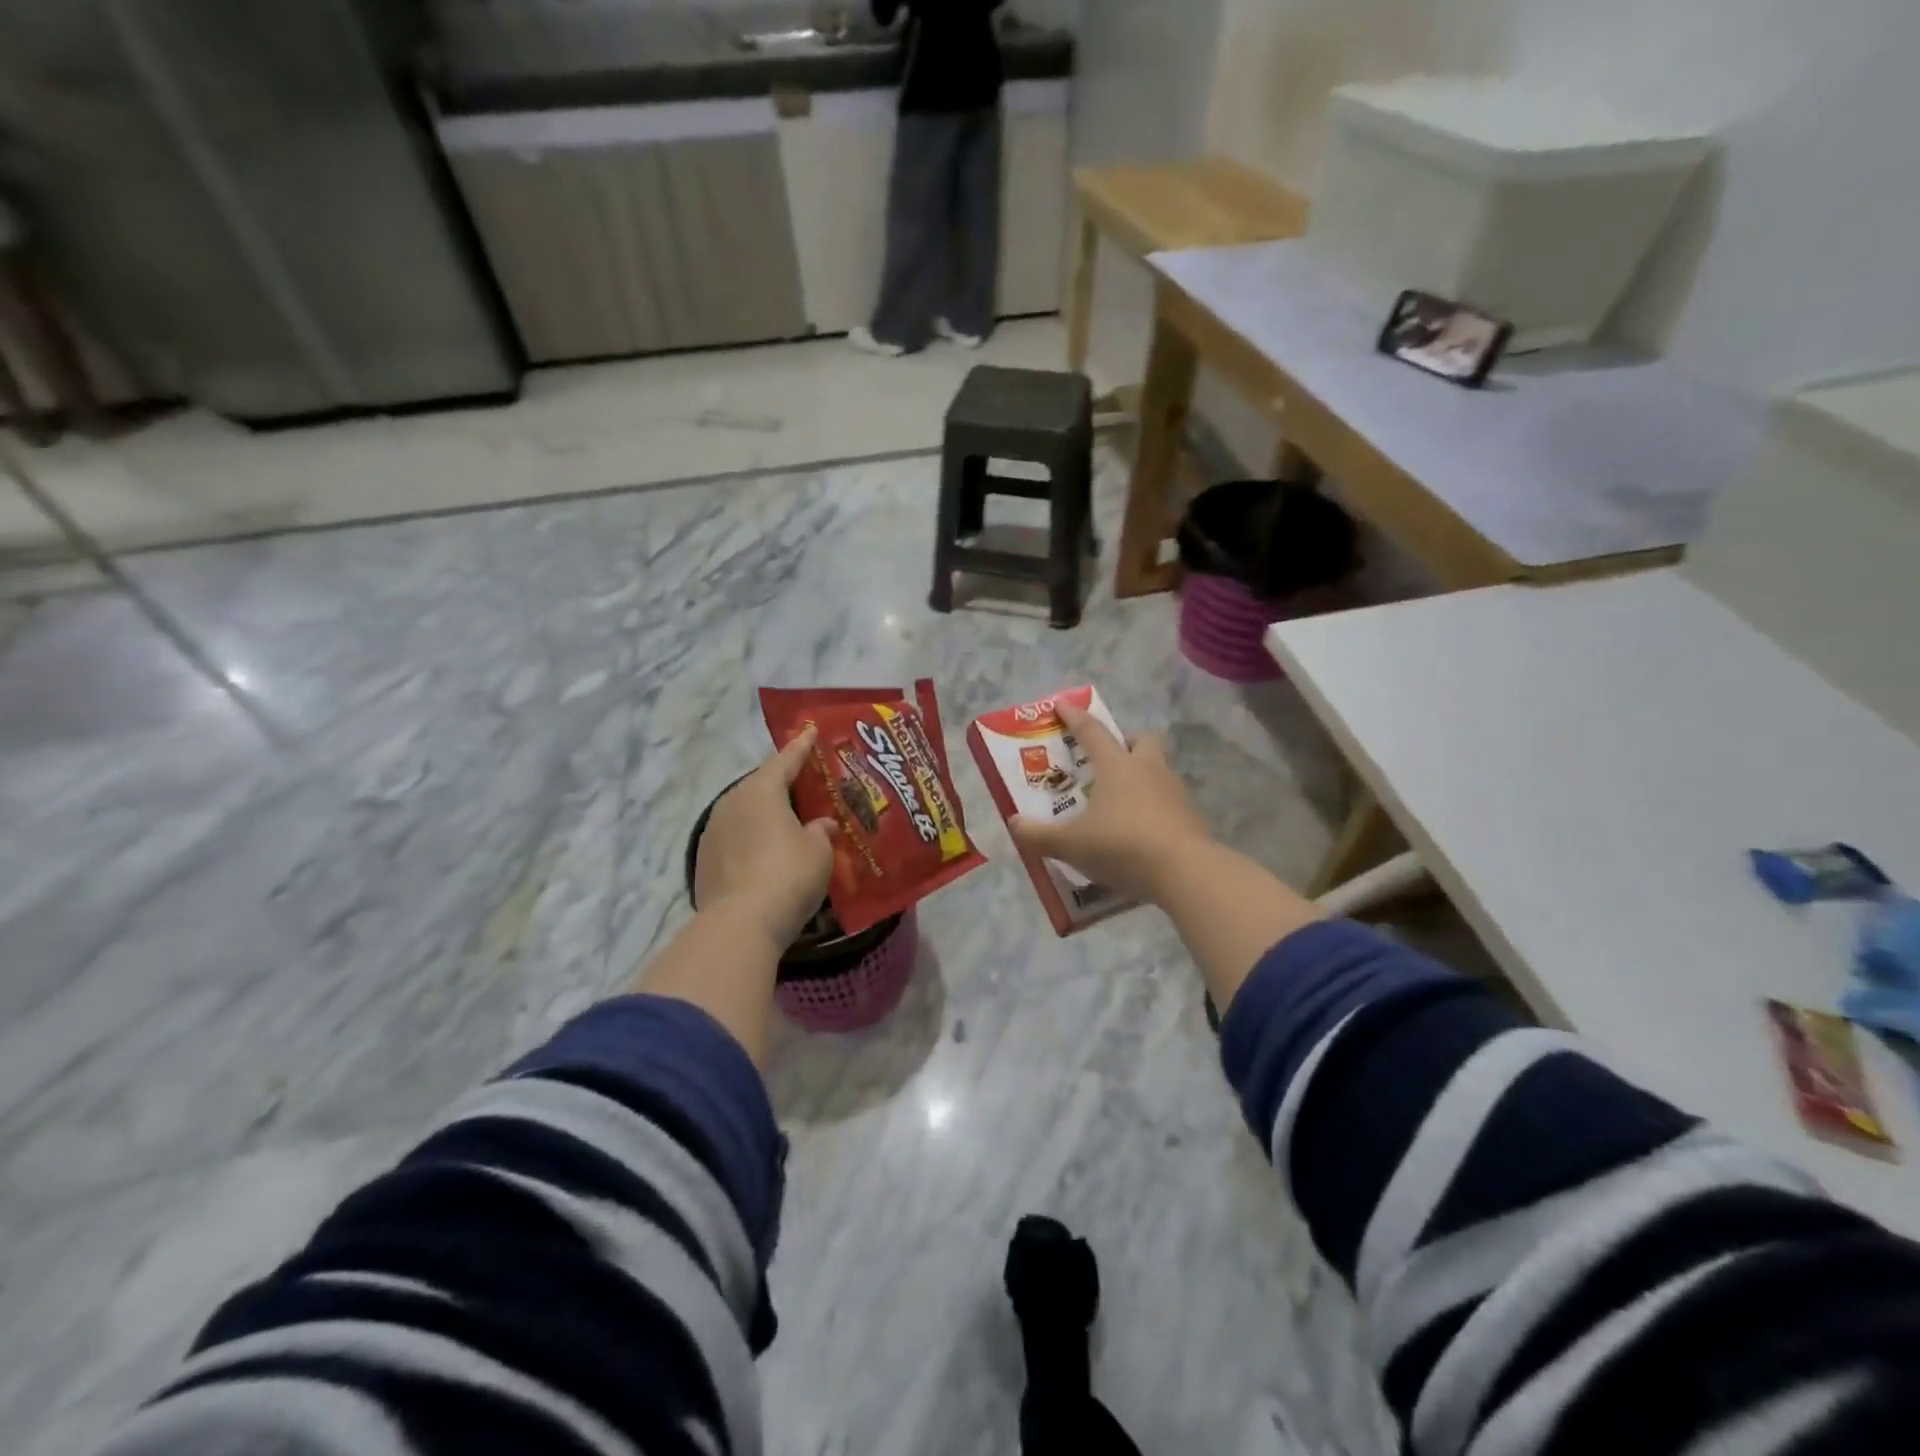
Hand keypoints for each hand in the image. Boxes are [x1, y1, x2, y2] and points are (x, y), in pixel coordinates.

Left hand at [695, 727, 835, 948]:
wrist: (739, 924)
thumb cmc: (788, 875)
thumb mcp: (819, 851)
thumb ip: (821, 831)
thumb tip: (822, 824)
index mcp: (762, 790)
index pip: (786, 759)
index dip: (802, 746)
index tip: (811, 730)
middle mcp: (732, 802)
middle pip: (761, 785)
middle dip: (783, 783)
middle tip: (805, 783)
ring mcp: (713, 831)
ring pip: (745, 812)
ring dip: (765, 814)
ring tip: (787, 820)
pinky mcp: (704, 860)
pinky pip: (735, 837)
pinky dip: (751, 838)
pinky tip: (766, 852)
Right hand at [1009, 700, 1214, 905]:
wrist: (1186, 873)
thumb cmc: (1122, 846)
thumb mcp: (1071, 845)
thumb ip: (1039, 835)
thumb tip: (1014, 823)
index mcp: (1117, 766)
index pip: (1092, 732)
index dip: (1075, 717)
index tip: (1062, 704)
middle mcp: (1148, 770)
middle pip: (1142, 740)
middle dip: (1126, 742)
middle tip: (1108, 758)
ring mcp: (1175, 793)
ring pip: (1159, 770)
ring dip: (1142, 776)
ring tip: (1122, 801)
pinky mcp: (1191, 818)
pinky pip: (1169, 802)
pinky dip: (1154, 808)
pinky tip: (1141, 830)